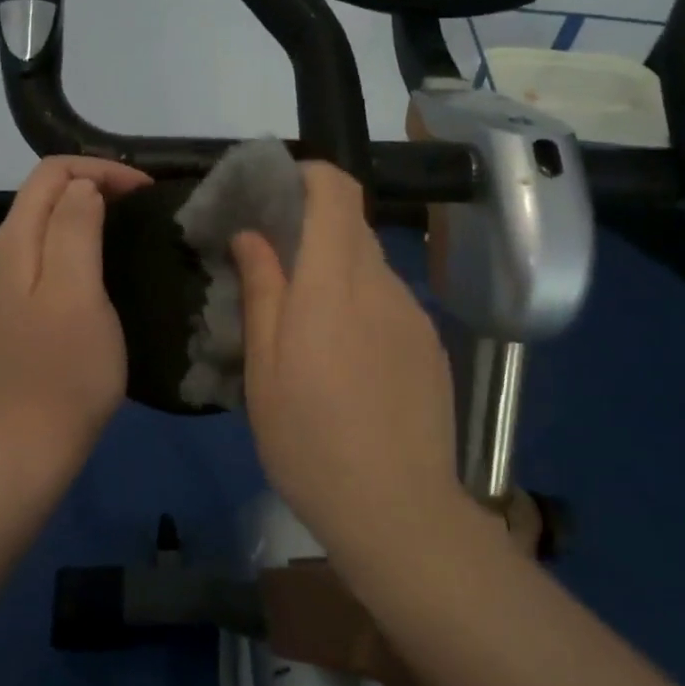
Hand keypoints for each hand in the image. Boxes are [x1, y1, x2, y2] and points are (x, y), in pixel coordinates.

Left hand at [0, 156, 150, 478]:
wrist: (29, 444)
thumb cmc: (65, 369)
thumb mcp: (77, 291)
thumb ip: (75, 228)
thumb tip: (84, 186)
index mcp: (15, 241)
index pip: (53, 172)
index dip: (101, 169)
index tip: (146, 191)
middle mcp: (3, 252)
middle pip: (46, 193)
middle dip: (95, 182)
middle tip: (145, 203)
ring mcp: (7, 282)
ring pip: (48, 221)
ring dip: (88, 210)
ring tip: (131, 224)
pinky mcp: (19, 307)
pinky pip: (49, 251)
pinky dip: (80, 239)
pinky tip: (105, 261)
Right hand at [232, 164, 463, 555]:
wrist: (397, 510)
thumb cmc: (310, 439)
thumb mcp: (265, 368)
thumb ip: (262, 291)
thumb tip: (253, 236)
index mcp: (334, 283)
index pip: (337, 191)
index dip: (309, 176)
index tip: (276, 193)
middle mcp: (382, 285)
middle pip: (352, 227)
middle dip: (312, 230)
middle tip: (275, 268)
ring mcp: (414, 316)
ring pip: (371, 268)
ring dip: (337, 275)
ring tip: (309, 327)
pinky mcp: (431, 347)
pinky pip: (391, 305)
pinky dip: (363, 308)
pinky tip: (348, 363)